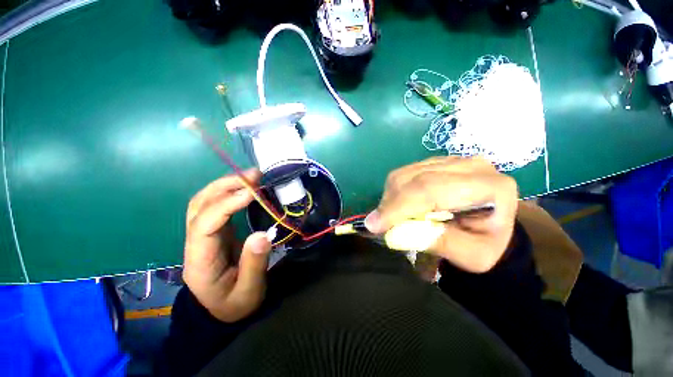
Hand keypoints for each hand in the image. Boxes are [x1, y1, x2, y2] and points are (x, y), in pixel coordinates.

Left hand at [183, 169, 271, 321]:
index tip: (253, 193)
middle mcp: (195, 243)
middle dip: (225, 185)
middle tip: (254, 176)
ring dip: (226, 184)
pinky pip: (216, 205)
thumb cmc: (235, 304)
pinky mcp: (215, 231)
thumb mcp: (249, 292)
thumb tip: (262, 234)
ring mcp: (203, 235)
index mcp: (200, 261)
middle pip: (199, 205)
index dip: (227, 205)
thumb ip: (255, 264)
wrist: (222, 311)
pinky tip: (246, 188)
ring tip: (251, 176)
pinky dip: (229, 191)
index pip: (204, 224)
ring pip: (204, 201)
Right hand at [365, 157, 518, 272]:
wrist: (491, 227)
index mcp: (490, 187)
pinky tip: (399, 206)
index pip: (431, 189)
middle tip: (378, 224)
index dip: (399, 206)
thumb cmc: (485, 245)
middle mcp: (470, 165)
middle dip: (391, 203)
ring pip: (405, 173)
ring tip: (391, 217)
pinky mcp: (436, 162)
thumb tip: (392, 233)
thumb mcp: (469, 255)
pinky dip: (395, 191)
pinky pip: (405, 173)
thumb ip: (436, 242)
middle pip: (415, 178)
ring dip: (391, 197)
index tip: (374, 225)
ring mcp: (451, 160)